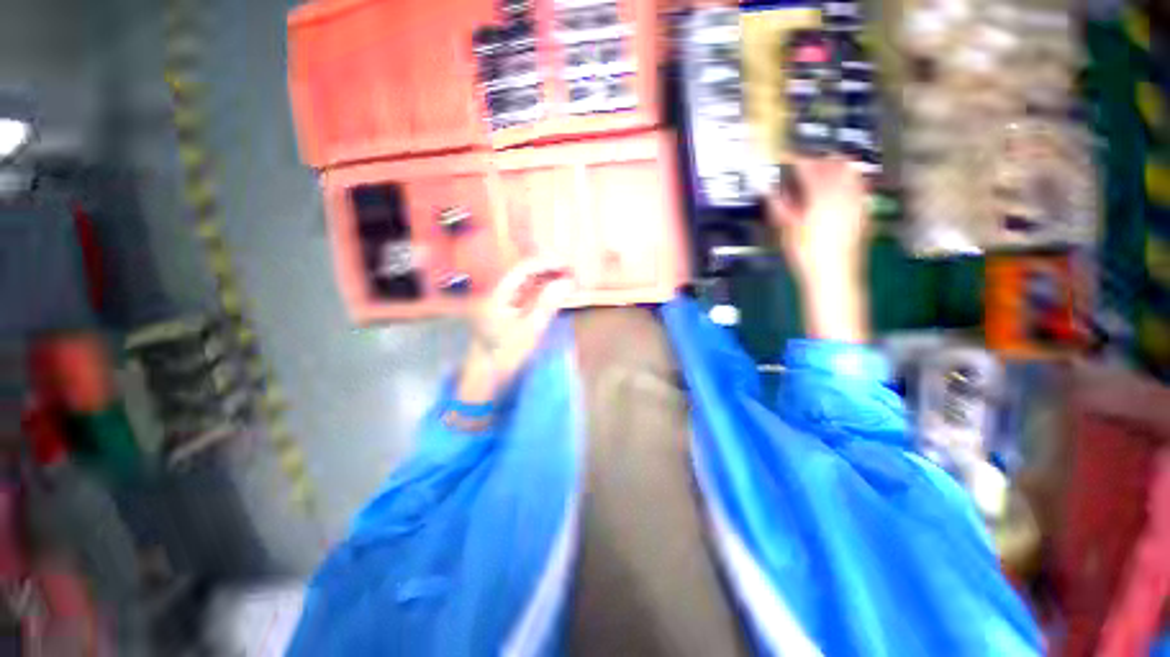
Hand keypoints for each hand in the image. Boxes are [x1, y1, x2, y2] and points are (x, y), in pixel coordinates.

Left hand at [455, 260, 573, 403]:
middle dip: (548, 270)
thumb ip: (548, 303)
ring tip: (567, 281)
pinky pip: (526, 295)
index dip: (547, 263)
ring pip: (527, 284)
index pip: (524, 268)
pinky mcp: (507, 312)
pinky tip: (554, 294)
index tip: (567, 265)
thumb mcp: (530, 330)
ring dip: (546, 281)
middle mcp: (499, 293)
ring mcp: (502, 302)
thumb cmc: (506, 354)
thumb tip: (567, 282)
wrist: (486, 377)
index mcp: (499, 293)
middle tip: (571, 272)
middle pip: (525, 274)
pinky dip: (541, 292)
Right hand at [765, 157, 870, 342]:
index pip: (808, 168)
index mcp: (820, 197)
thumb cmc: (806, 254)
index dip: (795, 159)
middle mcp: (842, 193)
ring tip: (823, 168)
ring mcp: (857, 200)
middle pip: (831, 165)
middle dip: (816, 159)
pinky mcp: (864, 210)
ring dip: (835, 166)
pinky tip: (842, 185)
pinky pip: (860, 185)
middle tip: (803, 163)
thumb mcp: (787, 230)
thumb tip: (768, 190)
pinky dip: (850, 178)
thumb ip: (779, 206)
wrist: (834, 274)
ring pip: (850, 171)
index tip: (785, 157)